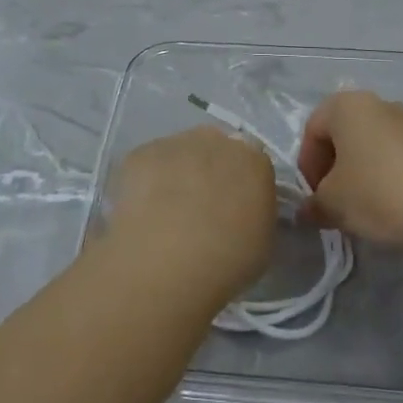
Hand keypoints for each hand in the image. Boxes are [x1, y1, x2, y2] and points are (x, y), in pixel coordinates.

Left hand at [105, 127, 277, 299]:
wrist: (168, 261)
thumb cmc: (227, 262)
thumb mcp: (261, 242)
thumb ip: (253, 214)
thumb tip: (240, 212)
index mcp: (254, 160)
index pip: (252, 162)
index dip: (240, 183)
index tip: (232, 207)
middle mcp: (217, 140)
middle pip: (215, 147)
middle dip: (209, 170)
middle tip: (199, 206)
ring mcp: (176, 142)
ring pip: (180, 152)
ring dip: (177, 172)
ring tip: (165, 210)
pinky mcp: (141, 153)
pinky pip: (148, 163)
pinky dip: (146, 180)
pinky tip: (142, 209)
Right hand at [297, 91, 402, 252]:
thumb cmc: (379, 194)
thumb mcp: (333, 204)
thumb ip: (314, 204)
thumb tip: (309, 210)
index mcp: (348, 106)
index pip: (313, 130)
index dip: (308, 166)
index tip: (315, 197)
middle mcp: (380, 104)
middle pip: (344, 135)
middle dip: (334, 169)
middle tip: (335, 204)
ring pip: (373, 147)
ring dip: (362, 174)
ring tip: (364, 210)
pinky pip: (399, 159)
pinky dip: (389, 178)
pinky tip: (393, 209)